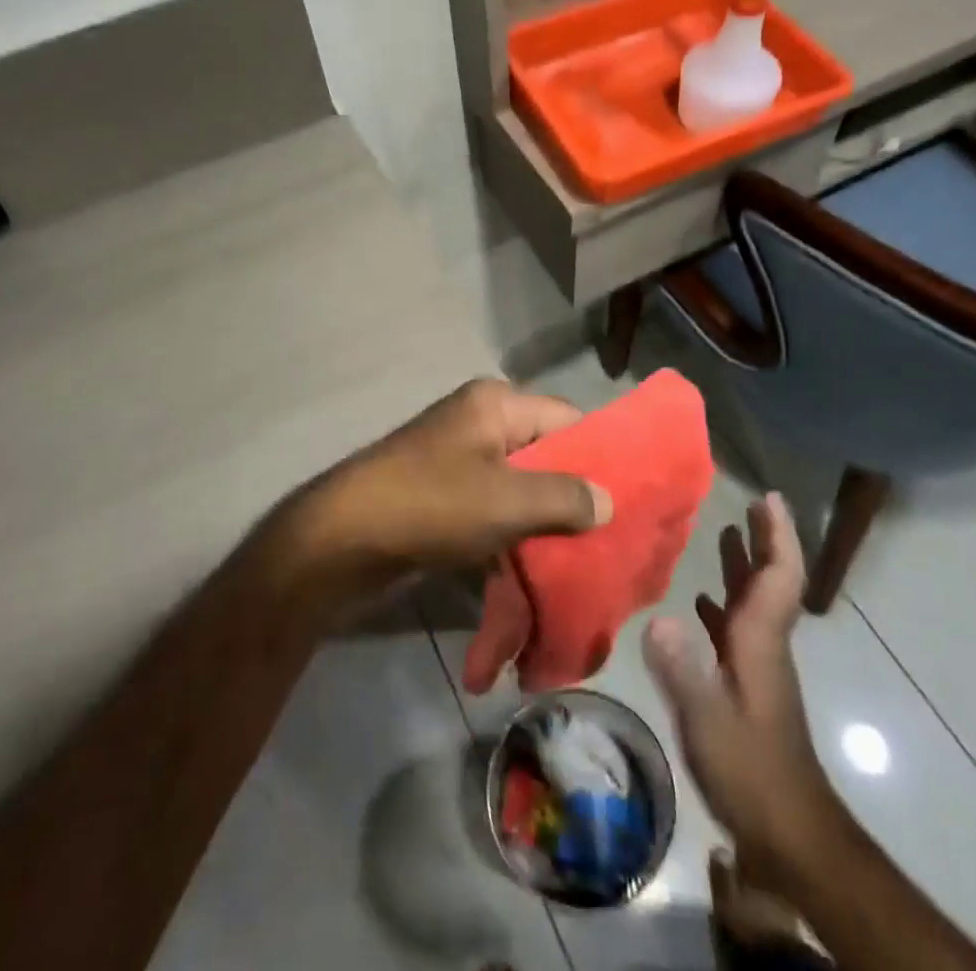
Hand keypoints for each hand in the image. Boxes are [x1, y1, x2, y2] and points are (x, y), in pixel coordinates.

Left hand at [285, 379, 612, 610]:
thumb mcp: (507, 500)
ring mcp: (460, 461)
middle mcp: (480, 424)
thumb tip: (609, 500)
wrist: (341, 541)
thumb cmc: (430, 505)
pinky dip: (517, 537)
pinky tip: (542, 571)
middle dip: (577, 497)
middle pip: (546, 455)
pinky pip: (496, 511)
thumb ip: (566, 497)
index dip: (601, 455)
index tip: (633, 498)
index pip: (568, 419)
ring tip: (586, 561)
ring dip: (547, 524)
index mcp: (496, 405)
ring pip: (522, 489)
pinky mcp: (445, 498)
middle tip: (614, 538)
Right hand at [641, 492, 831, 861]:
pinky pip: (736, 629)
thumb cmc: (751, 771)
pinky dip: (722, 604)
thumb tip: (659, 616)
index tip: (769, 498)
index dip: (778, 536)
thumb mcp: (709, 721)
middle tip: (748, 503)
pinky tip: (699, 602)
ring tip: (725, 533)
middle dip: (763, 539)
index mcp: (760, 641)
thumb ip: (683, 670)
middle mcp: (763, 644)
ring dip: (744, 566)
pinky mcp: (746, 685)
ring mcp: (756, 666)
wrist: (788, 833)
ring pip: (753, 603)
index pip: (779, 577)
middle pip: (770, 581)